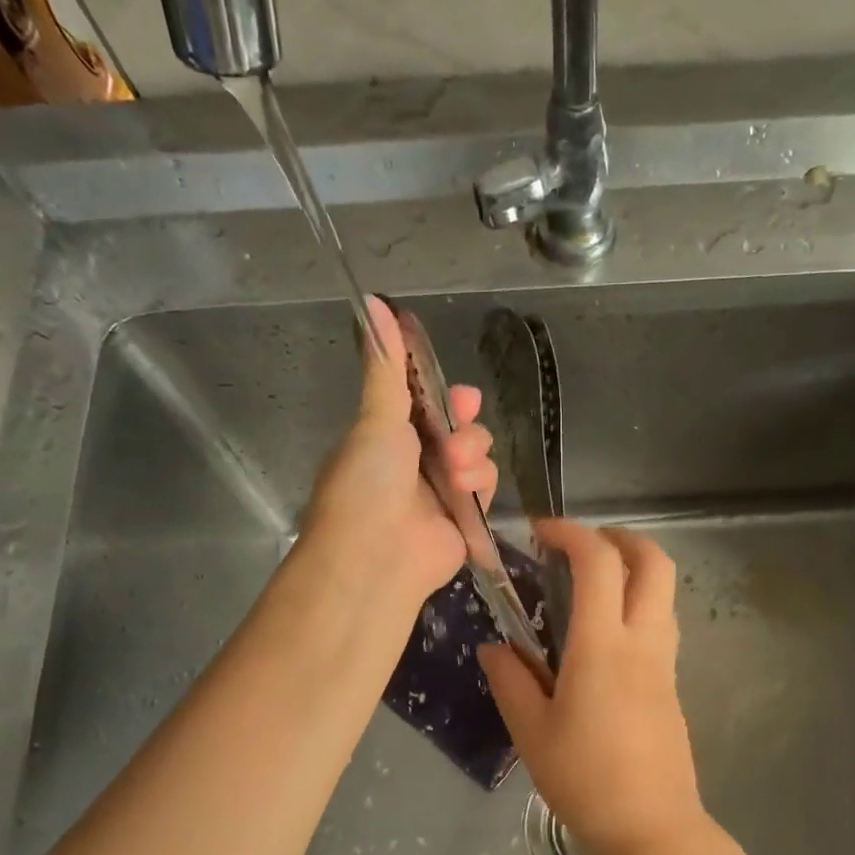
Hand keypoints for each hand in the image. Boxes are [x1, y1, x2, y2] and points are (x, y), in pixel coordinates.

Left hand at [299, 295, 497, 604]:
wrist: (377, 555)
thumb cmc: (368, 482)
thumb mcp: (376, 418)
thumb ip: (385, 366)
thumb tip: (372, 300)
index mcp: (387, 436)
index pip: (424, 404)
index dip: (443, 394)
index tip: (455, 392)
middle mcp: (414, 463)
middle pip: (458, 427)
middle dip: (463, 423)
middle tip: (457, 427)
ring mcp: (440, 493)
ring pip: (477, 455)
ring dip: (471, 455)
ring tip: (454, 472)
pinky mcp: (465, 520)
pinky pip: (486, 487)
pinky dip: (479, 484)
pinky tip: (465, 490)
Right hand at [479, 520, 707, 854]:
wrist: (652, 826)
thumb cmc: (585, 780)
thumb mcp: (531, 732)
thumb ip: (510, 681)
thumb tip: (494, 648)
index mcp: (602, 646)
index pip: (598, 563)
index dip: (571, 533)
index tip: (541, 532)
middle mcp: (642, 642)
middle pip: (654, 562)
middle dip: (620, 537)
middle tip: (581, 547)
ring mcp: (665, 662)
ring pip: (664, 591)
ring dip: (634, 569)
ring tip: (590, 586)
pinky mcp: (673, 684)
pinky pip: (662, 623)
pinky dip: (638, 604)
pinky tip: (604, 635)